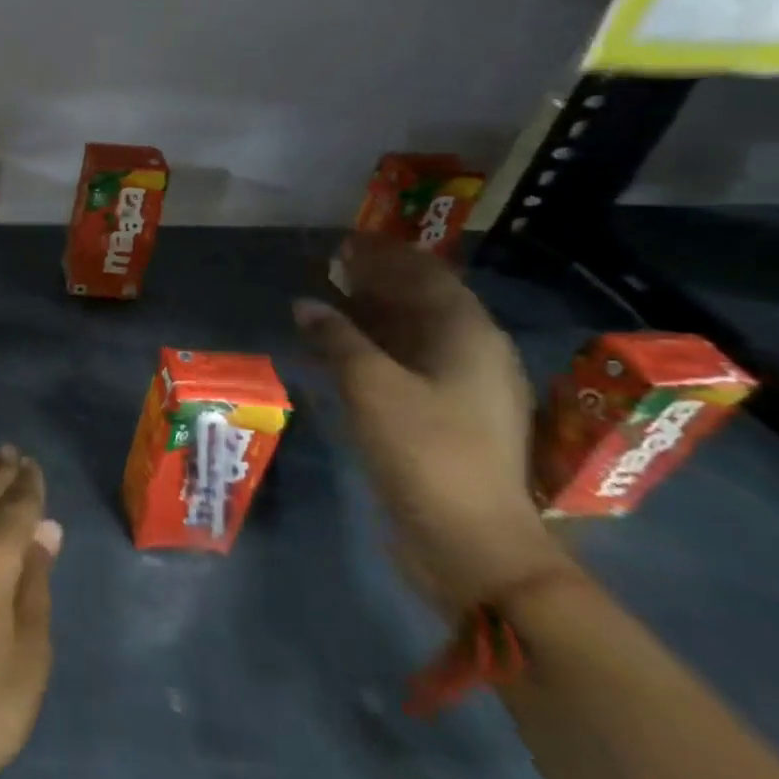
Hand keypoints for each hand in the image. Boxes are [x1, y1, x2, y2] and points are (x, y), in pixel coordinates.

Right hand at [294, 236, 571, 616]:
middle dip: (377, 281)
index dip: (388, 255)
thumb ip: (337, 339)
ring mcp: (459, 391)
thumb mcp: (372, 387)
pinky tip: (333, 352)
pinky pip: (402, 366)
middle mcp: (471, 356)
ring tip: (325, 300)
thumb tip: (307, 304)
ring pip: (410, 337)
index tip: (347, 238)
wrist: (469, 540)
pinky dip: (368, 350)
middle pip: (422, 303)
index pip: (428, 277)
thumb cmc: (424, 450)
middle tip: (330, 264)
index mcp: (468, 338)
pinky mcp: (441, 420)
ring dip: (369, 316)